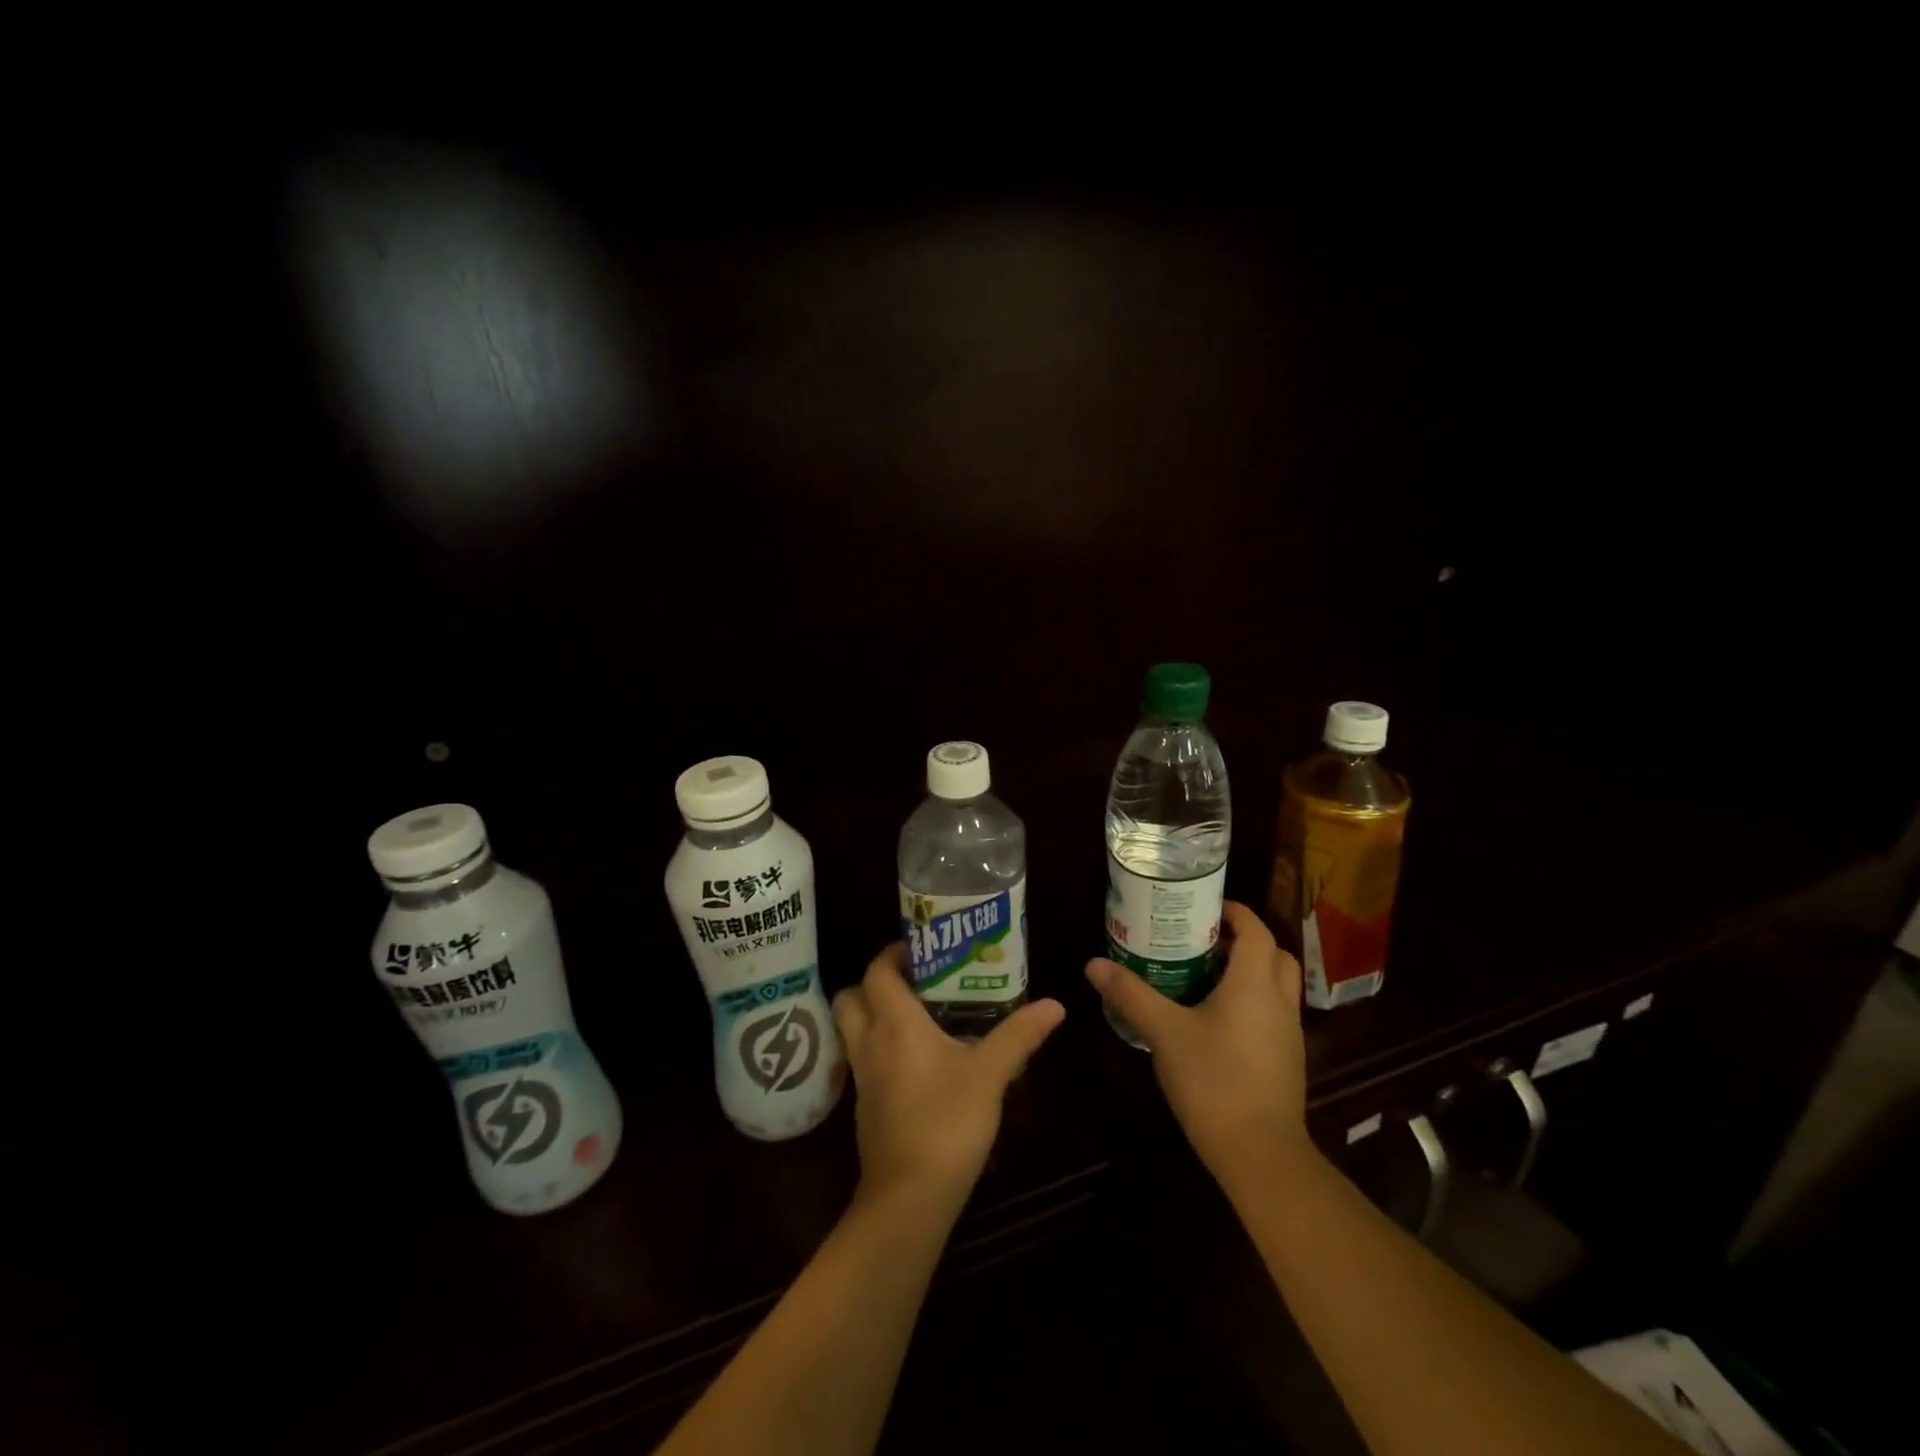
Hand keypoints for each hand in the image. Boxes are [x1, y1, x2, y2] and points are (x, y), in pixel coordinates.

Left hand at [833, 944, 1065, 1208]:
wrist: (908, 1198)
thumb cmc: (947, 1122)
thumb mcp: (989, 1074)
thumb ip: (1019, 1035)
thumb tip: (1055, 1004)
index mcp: (894, 1024)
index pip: (877, 971)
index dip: (893, 954)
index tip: (920, 949)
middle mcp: (869, 1043)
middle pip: (851, 997)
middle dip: (873, 983)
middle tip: (912, 982)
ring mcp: (863, 1078)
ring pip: (853, 1030)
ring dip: (873, 1015)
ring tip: (916, 1016)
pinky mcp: (866, 1107)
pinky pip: (863, 1061)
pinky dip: (879, 1049)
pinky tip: (915, 1062)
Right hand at [1086, 901, 1309, 1182]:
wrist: (1260, 1154)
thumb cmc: (1213, 1080)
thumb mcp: (1164, 1032)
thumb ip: (1131, 994)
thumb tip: (1093, 964)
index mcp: (1254, 983)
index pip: (1256, 930)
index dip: (1235, 913)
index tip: (1204, 908)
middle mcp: (1279, 1001)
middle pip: (1274, 955)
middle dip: (1244, 941)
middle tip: (1204, 942)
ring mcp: (1288, 1033)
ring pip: (1277, 986)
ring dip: (1250, 972)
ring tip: (1206, 976)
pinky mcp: (1287, 1060)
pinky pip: (1274, 1013)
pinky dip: (1253, 1002)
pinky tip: (1217, 1021)